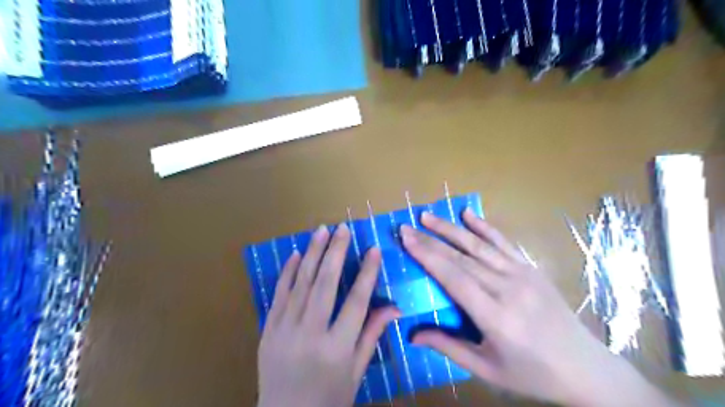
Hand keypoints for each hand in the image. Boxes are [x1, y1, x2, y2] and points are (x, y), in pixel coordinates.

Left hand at [256, 224, 402, 405]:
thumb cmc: (328, 398)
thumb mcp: (356, 372)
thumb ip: (372, 335)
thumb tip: (395, 307)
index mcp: (336, 348)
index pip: (357, 302)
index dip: (367, 273)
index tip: (374, 249)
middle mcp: (310, 334)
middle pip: (325, 284)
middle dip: (335, 252)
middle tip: (342, 229)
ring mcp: (285, 330)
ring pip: (301, 283)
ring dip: (312, 254)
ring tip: (320, 231)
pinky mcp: (268, 329)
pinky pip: (279, 295)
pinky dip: (288, 272)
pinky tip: (295, 254)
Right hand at [400, 210, 676, 406]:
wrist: (586, 369)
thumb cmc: (533, 374)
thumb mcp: (487, 369)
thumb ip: (448, 347)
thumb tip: (412, 335)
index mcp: (495, 316)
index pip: (453, 277)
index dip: (427, 256)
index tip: (407, 239)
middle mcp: (508, 289)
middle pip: (461, 258)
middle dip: (430, 240)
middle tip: (407, 226)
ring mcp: (522, 275)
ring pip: (479, 245)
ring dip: (451, 229)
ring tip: (428, 216)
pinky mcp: (531, 269)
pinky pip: (504, 243)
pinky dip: (484, 227)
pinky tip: (469, 214)